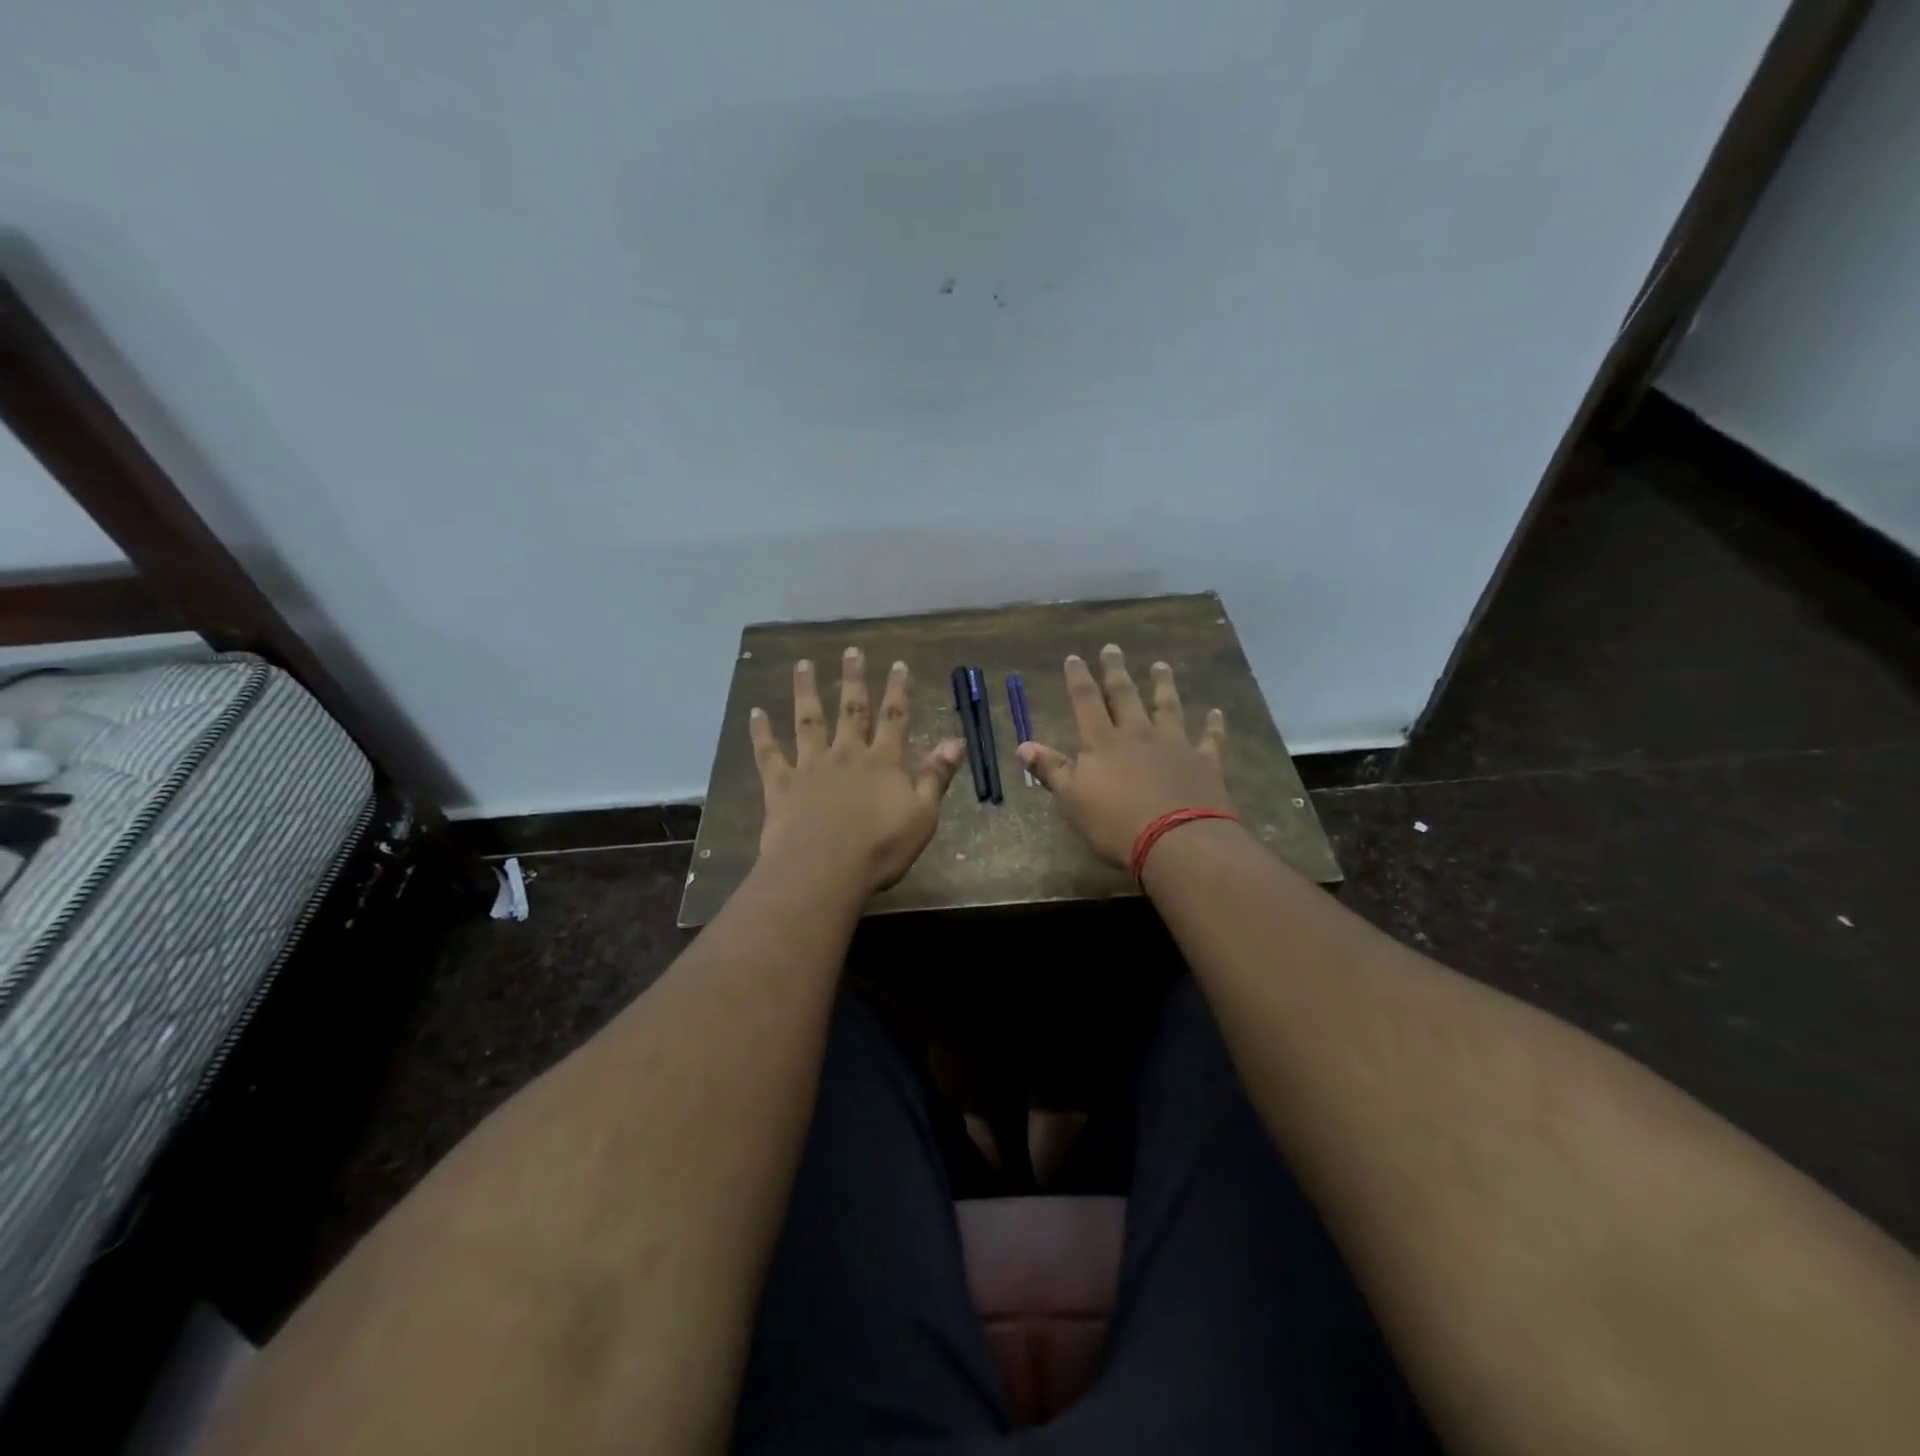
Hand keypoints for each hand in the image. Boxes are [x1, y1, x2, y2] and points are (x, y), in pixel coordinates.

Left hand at [752, 649, 966, 895]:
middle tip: (851, 651)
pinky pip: (769, 753)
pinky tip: (756, 712)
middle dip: (853, 679)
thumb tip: (956, 741)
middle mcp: (846, 754)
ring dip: (806, 691)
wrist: (824, 869)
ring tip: (803, 664)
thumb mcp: (922, 815)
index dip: (898, 690)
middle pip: (851, 710)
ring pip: (808, 721)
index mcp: (882, 762)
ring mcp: (810, 767)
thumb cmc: (880, 848)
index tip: (898, 663)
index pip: (894, 718)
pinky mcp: (781, 785)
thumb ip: (936, 776)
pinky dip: (761, 732)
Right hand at [1018, 645, 1231, 867]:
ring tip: (1161, 666)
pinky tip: (1216, 713)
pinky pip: (1210, 739)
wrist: (1177, 841)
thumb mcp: (1072, 799)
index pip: (1086, 701)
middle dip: (1116, 671)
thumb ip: (1051, 769)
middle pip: (1125, 695)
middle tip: (1113, 648)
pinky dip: (1213, 726)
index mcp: (1103, 742)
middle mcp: (1138, 734)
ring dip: (1163, 685)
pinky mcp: (1204, 763)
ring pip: (1167, 707)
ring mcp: (1174, 745)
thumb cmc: (1115, 823)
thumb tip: (1023, 745)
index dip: (1078, 678)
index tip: (1075, 657)